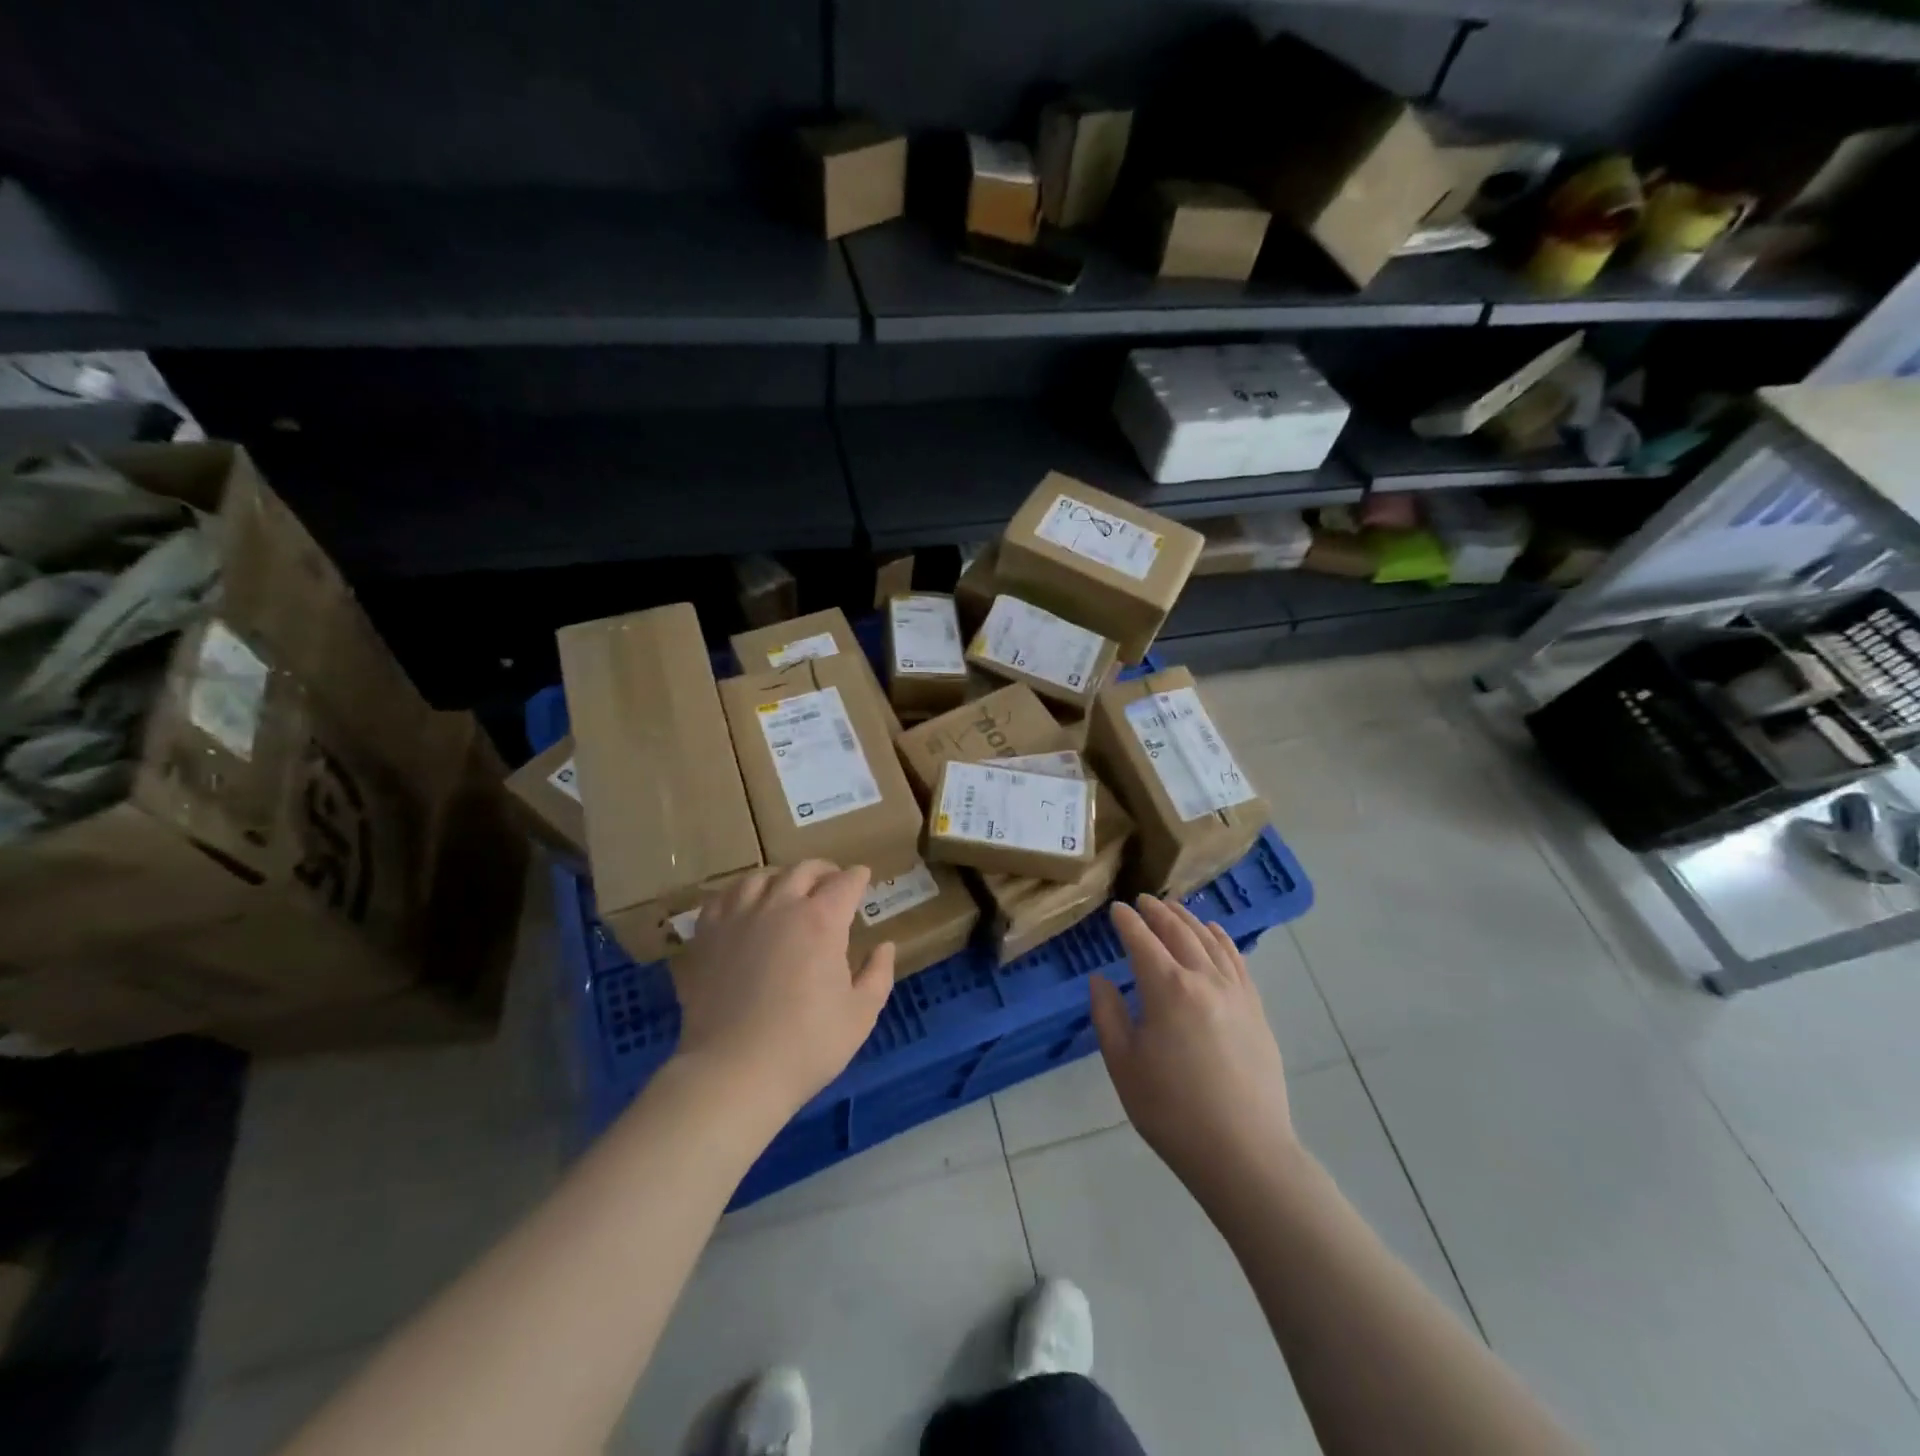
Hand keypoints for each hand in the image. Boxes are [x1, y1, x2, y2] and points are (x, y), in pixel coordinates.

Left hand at [672, 862, 894, 1117]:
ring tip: (787, 889)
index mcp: (822, 920)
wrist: (733, 1072)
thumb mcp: (860, 1014)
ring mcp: (738, 917)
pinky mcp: (707, 935)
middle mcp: (780, 906)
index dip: (858, 878)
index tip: (863, 879)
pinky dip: (740, 892)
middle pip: (804, 870)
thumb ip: (878, 974)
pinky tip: (745, 905)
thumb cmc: (806, 1045)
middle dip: (824, 871)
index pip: (845, 882)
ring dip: (782, 877)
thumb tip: (884, 946)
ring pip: (761, 876)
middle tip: (832, 881)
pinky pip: (723, 897)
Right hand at [1091, 896, 1297, 1206]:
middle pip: (1179, 933)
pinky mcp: (1256, 1010)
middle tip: (1144, 900)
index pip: (1142, 941)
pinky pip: (1238, 961)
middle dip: (1158, 913)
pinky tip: (1215, 933)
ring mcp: (1236, 993)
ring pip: (1210, 941)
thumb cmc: (1171, 1111)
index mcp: (1167, 989)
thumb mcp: (1123, 1065)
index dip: (1127, 922)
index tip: (1116, 909)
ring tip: (1174, 908)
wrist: (1243, 1152)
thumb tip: (1100, 980)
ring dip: (1189, 920)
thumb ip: (1108, 1015)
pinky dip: (1222, 939)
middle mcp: (1203, 979)